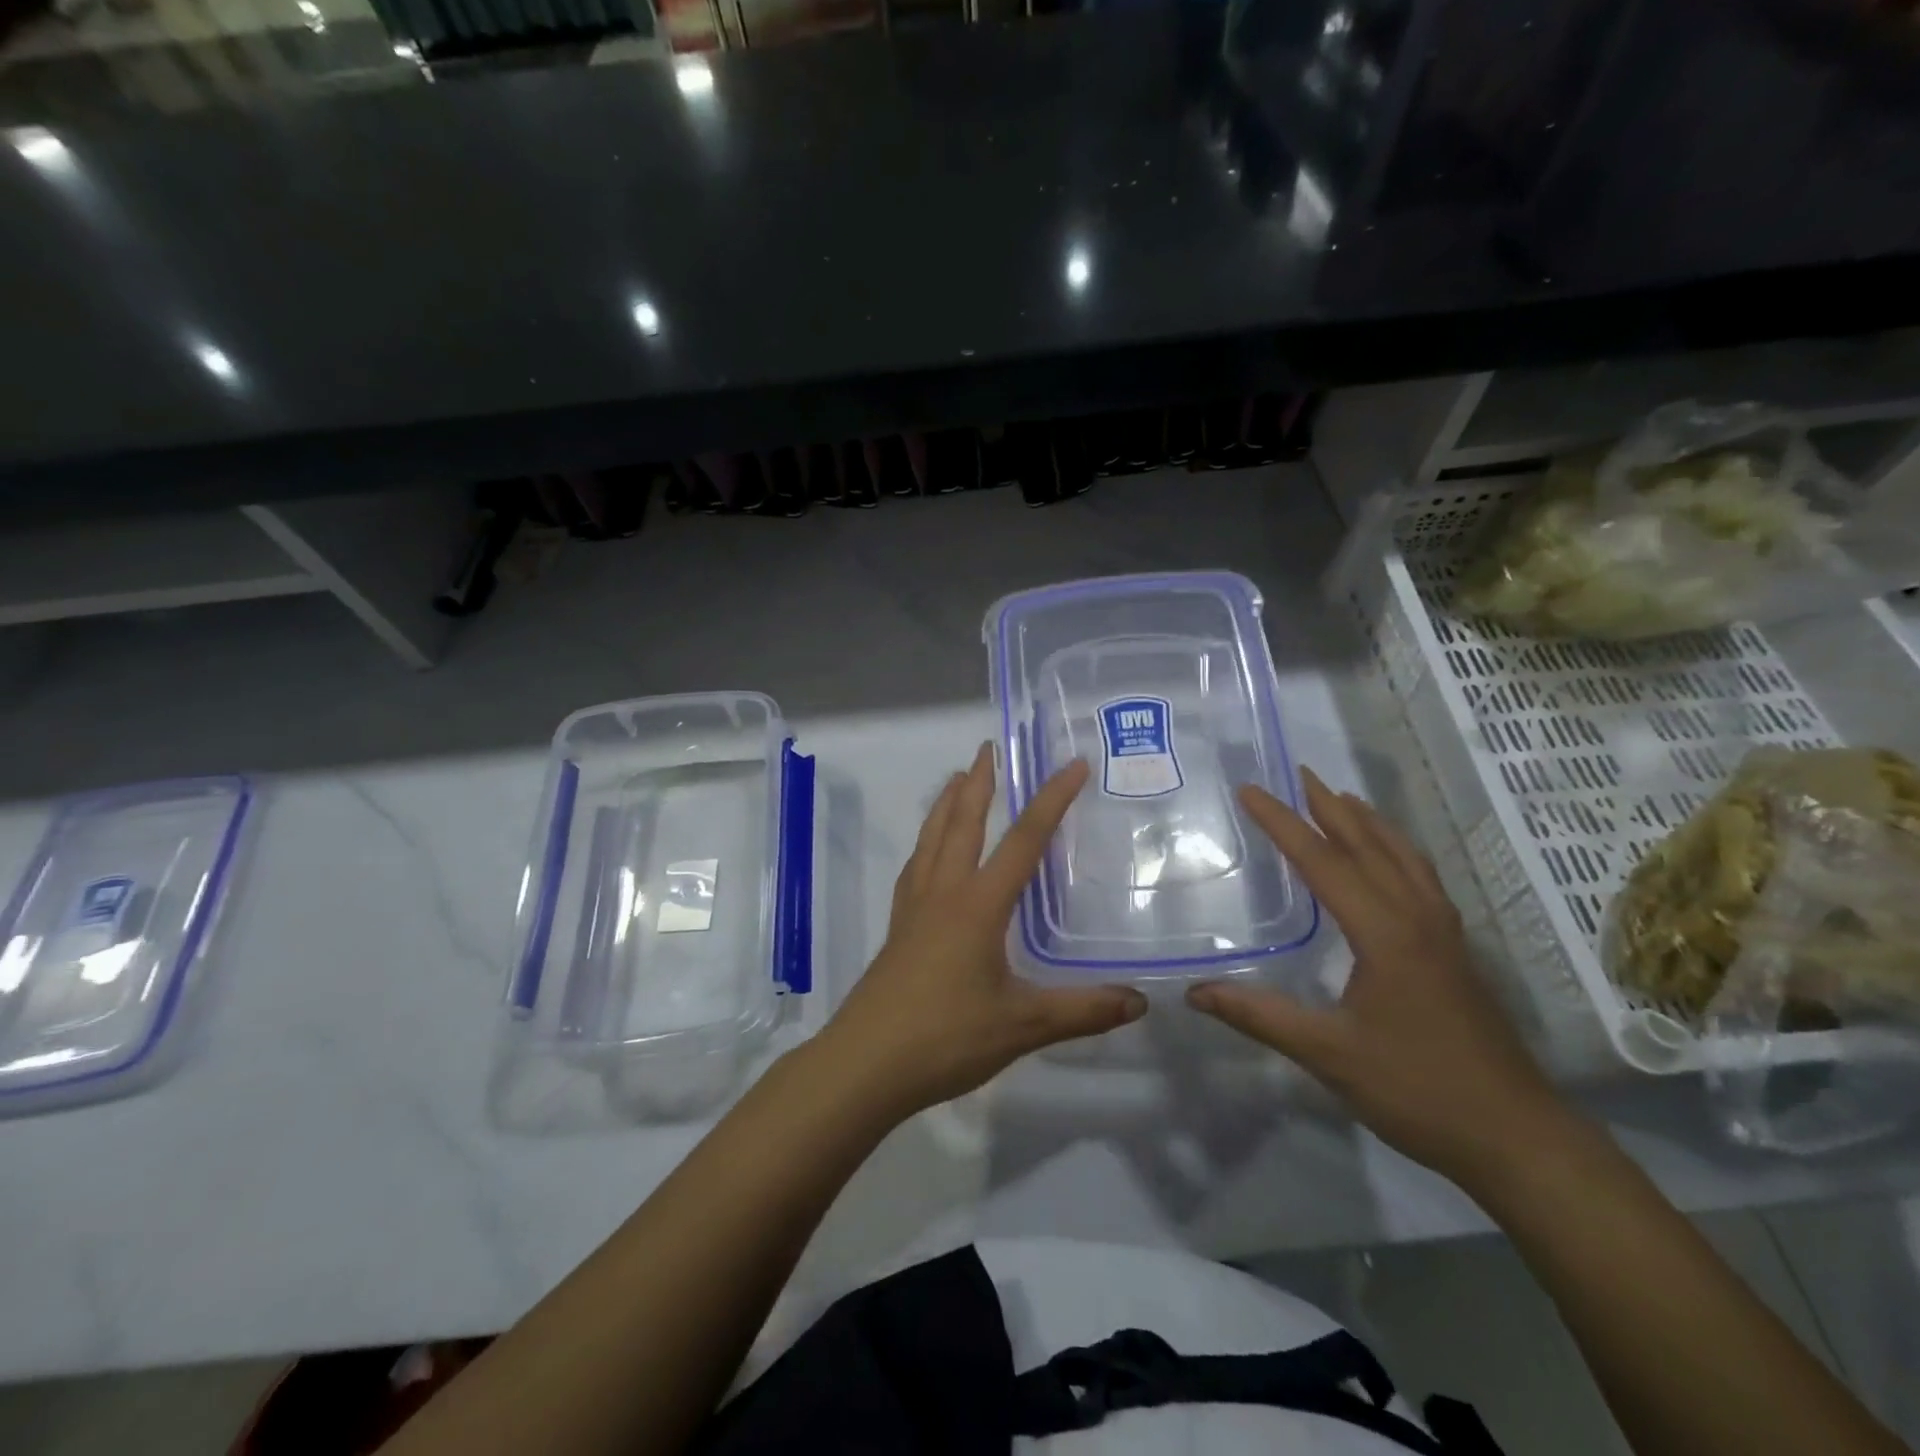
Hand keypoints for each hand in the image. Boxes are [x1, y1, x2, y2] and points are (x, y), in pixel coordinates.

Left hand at [820, 744, 1147, 1117]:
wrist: (864, 1064)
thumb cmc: (945, 1037)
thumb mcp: (1022, 1025)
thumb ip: (1082, 1011)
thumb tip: (1140, 1001)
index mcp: (978, 904)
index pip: (1023, 840)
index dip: (1051, 800)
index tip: (1073, 765)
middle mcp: (943, 892)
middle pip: (962, 823)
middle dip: (980, 782)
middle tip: (989, 747)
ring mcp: (914, 908)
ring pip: (931, 839)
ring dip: (946, 804)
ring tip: (957, 779)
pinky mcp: (897, 928)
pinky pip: (915, 867)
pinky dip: (927, 843)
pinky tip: (929, 852)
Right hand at [1187, 769, 1575, 1188]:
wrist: (1517, 1136)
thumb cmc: (1418, 1089)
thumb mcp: (1328, 1053)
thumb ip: (1259, 1016)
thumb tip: (1195, 991)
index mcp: (1384, 932)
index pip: (1322, 862)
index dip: (1282, 823)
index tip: (1250, 790)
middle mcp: (1416, 918)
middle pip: (1368, 846)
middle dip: (1328, 806)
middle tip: (1299, 773)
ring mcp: (1443, 934)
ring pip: (1402, 858)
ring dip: (1368, 823)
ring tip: (1342, 798)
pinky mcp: (1456, 952)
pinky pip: (1420, 879)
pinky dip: (1396, 851)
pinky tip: (1390, 860)